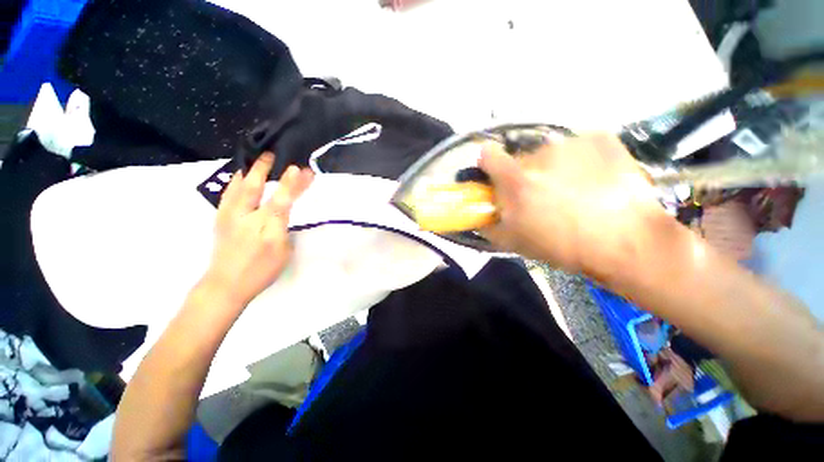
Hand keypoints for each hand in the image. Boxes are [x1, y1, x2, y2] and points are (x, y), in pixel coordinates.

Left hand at [204, 153, 312, 305]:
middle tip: (273, 153)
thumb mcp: (283, 253)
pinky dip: (236, 181)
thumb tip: (283, 214)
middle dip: (267, 169)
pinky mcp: (220, 218)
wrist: (226, 284)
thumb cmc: (261, 271)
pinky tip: (241, 174)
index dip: (291, 185)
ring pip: (239, 188)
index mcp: (267, 229)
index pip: (282, 202)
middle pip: (258, 189)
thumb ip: (284, 229)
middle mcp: (247, 219)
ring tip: (258, 157)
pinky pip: (228, 193)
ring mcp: (230, 217)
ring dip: (250, 171)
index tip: (300, 170)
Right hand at [479, 134, 668, 279]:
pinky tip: (594, 179)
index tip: (496, 175)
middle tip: (541, 195)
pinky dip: (580, 160)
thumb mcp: (514, 243)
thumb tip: (478, 215)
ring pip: (550, 153)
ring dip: (552, 168)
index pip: (487, 155)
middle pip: (521, 158)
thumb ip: (488, 225)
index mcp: (517, 181)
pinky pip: (577, 146)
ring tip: (572, 190)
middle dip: (524, 174)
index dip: (488, 164)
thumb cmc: (563, 246)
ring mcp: (573, 143)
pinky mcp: (600, 138)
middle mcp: (541, 155)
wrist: (627, 243)